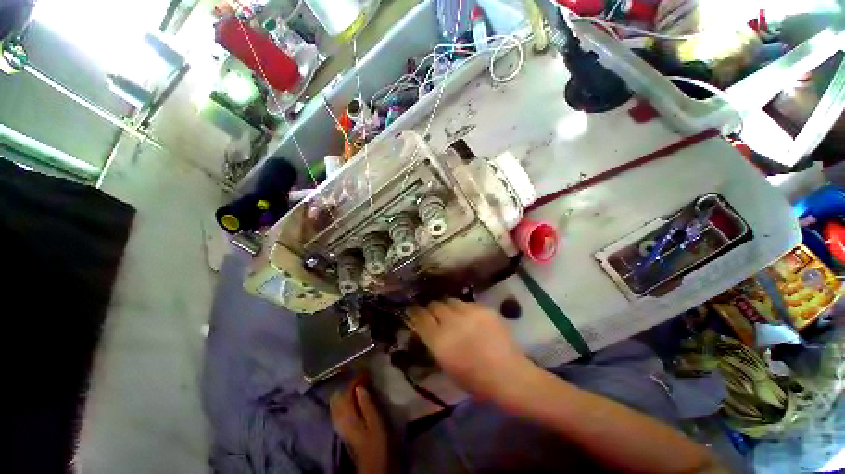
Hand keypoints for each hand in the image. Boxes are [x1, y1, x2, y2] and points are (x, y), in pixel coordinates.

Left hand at [330, 385, 388, 473]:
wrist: (371, 464)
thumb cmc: (376, 441)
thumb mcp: (375, 421)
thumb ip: (366, 403)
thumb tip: (359, 386)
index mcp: (347, 414)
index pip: (347, 391)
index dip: (356, 379)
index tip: (366, 372)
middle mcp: (339, 417)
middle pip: (338, 395)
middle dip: (348, 384)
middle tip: (362, 378)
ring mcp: (338, 423)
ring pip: (336, 402)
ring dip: (346, 391)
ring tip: (358, 386)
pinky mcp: (341, 428)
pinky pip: (338, 408)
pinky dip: (344, 400)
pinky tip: (353, 399)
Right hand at [407, 299, 532, 400]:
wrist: (509, 375)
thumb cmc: (475, 380)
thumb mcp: (446, 366)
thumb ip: (434, 344)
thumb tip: (427, 329)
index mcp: (439, 341)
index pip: (420, 317)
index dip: (415, 312)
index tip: (414, 310)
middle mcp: (451, 322)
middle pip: (435, 304)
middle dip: (432, 308)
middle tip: (436, 314)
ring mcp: (469, 313)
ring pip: (451, 301)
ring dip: (449, 307)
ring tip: (455, 315)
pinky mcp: (483, 308)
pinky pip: (468, 304)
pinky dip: (466, 310)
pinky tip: (472, 319)